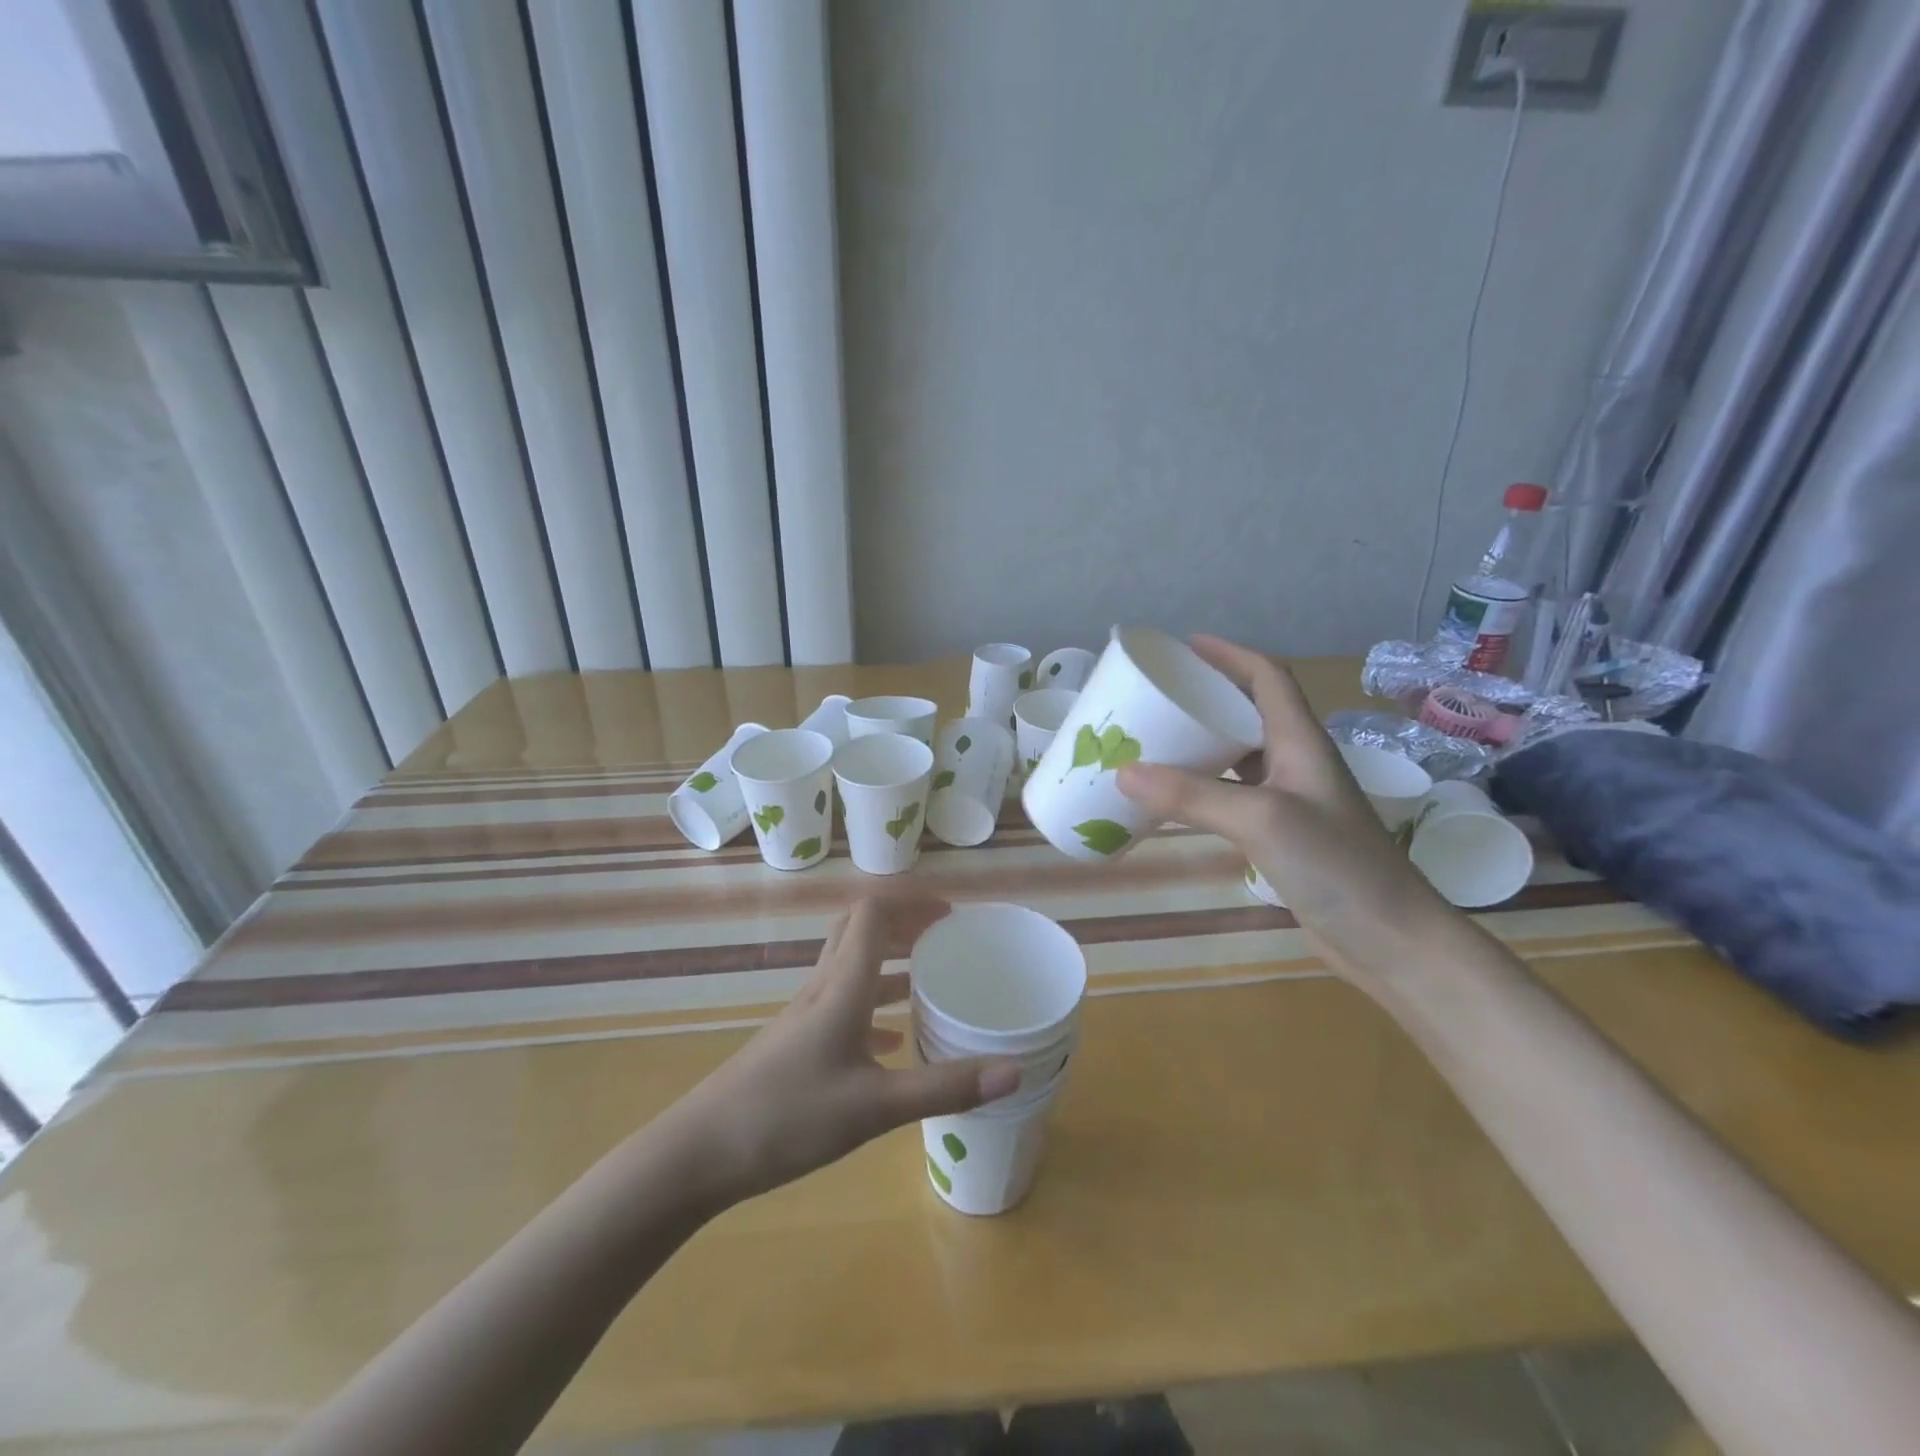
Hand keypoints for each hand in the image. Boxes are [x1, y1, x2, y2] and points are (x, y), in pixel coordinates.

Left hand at [663, 895, 1021, 1209]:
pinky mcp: (796, 1044)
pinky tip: (893, 1040)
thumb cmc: (786, 1118)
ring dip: (889, 960)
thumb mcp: (874, 1107)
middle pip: (860, 930)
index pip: (872, 914)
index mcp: (841, 987)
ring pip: (851, 966)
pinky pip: (842, 1005)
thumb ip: (944, 1087)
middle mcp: (822, 989)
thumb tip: (1014, 1070)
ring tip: (928, 976)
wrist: (698, 1154)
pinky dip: (873, 1004)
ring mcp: (805, 1016)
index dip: (911, 901)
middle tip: (943, 937)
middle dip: (902, 923)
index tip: (951, 915)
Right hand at [1115, 634, 1451, 976]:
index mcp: (1301, 742)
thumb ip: (1193, 796)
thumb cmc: (1336, 865)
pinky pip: (1234, 797)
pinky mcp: (1283, 836)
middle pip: (1249, 712)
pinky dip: (1203, 790)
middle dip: (1206, 698)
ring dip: (1202, 745)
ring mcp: (1291, 801)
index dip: (1230, 655)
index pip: (1268, 678)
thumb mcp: (1261, 820)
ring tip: (1155, 741)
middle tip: (1157, 697)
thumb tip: (1123, 772)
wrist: (1390, 939)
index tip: (1186, 646)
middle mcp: (1296, 763)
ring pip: (1239, 756)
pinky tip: (1175, 801)